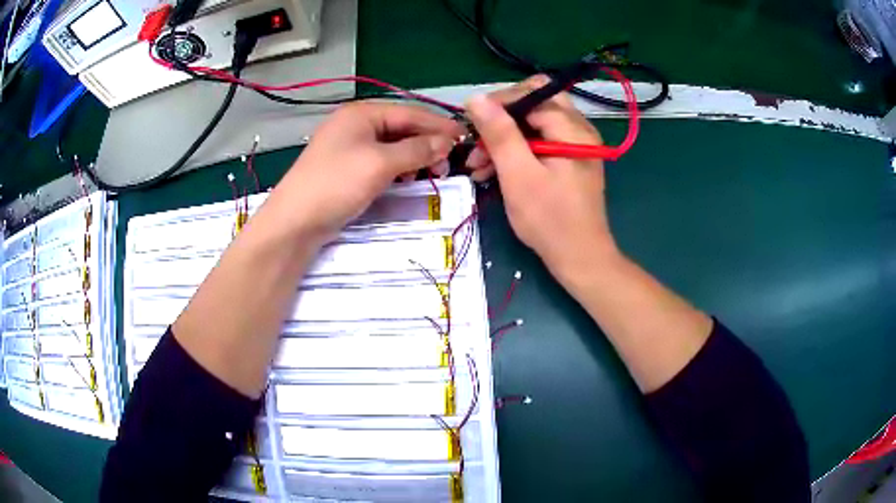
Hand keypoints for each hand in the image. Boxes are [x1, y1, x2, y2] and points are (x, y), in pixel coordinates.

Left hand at [271, 102, 463, 240]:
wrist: (295, 221)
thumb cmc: (336, 184)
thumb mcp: (380, 164)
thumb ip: (416, 150)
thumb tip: (447, 141)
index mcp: (362, 113)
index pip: (409, 113)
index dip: (439, 125)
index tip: (466, 138)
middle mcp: (356, 124)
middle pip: (402, 128)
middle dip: (427, 143)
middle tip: (450, 162)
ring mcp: (350, 146)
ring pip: (393, 146)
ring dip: (415, 157)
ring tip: (433, 172)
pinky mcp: (348, 167)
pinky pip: (381, 161)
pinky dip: (399, 168)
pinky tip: (408, 179)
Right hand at [465, 75, 618, 278]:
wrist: (579, 257)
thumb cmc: (550, 220)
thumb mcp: (518, 175)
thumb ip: (499, 133)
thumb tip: (476, 97)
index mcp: (571, 128)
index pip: (530, 93)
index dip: (497, 104)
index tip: (470, 124)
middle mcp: (578, 129)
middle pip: (534, 103)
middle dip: (501, 119)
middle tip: (478, 140)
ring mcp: (575, 144)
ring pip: (534, 123)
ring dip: (504, 137)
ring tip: (477, 164)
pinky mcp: (569, 159)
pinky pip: (540, 141)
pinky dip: (517, 151)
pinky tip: (493, 170)